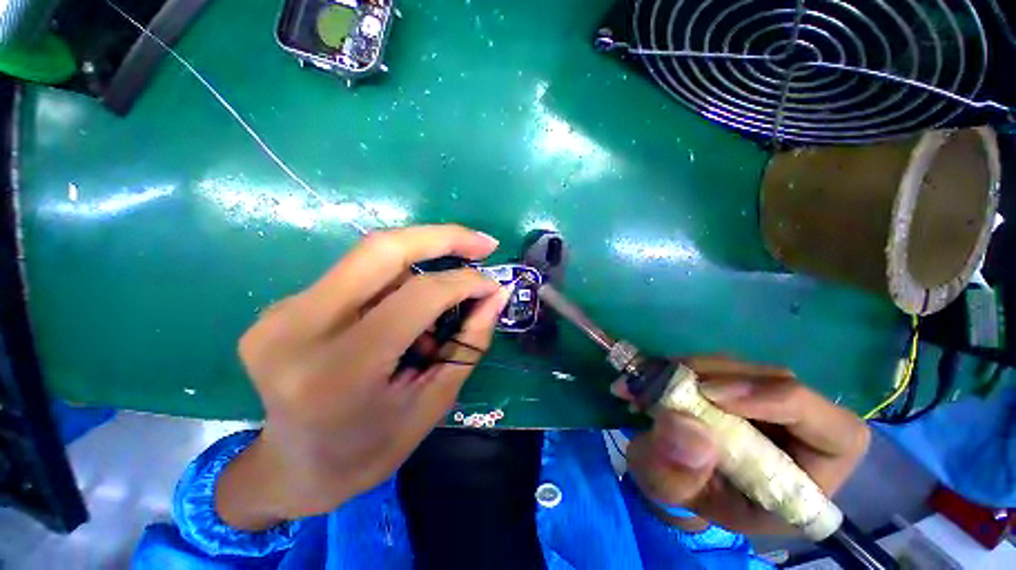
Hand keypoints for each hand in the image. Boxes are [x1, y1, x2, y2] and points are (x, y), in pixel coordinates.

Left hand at [216, 225, 510, 529]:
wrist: (295, 469)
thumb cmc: (370, 449)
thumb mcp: (434, 401)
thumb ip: (469, 342)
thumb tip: (495, 295)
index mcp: (339, 370)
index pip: (417, 296)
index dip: (464, 282)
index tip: (493, 284)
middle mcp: (298, 329)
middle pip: (381, 249)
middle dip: (442, 237)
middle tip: (482, 244)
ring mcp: (282, 313)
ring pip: (372, 258)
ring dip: (422, 266)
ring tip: (443, 304)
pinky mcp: (284, 307)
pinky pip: (359, 276)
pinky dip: (397, 282)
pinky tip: (407, 314)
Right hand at [619, 356, 869, 534]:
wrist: (676, 473)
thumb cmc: (686, 493)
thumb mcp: (673, 493)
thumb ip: (677, 472)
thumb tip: (684, 423)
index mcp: (806, 479)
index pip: (837, 434)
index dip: (782, 403)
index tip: (713, 397)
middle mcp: (798, 433)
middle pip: (781, 384)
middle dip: (721, 378)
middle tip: (667, 381)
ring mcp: (768, 403)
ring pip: (745, 368)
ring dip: (695, 368)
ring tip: (652, 379)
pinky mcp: (739, 385)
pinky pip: (720, 364)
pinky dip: (685, 365)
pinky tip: (656, 374)